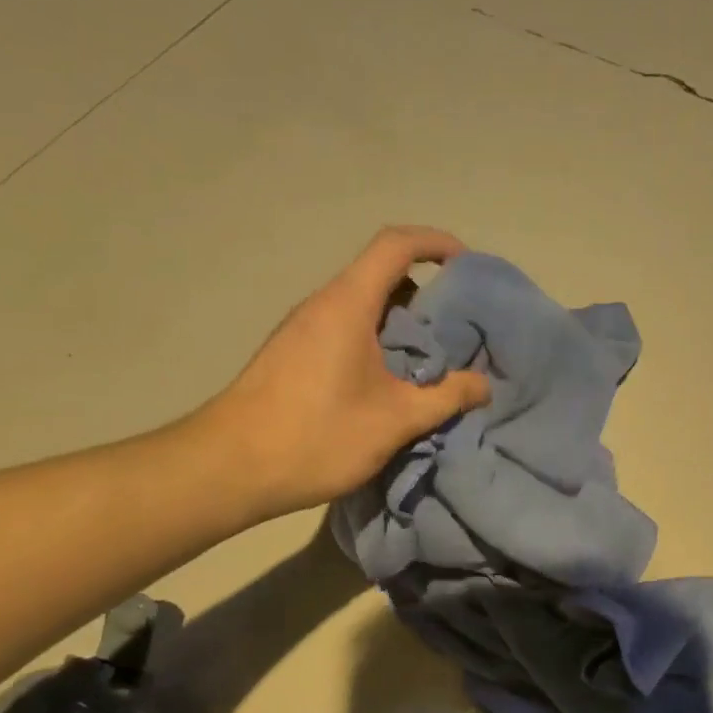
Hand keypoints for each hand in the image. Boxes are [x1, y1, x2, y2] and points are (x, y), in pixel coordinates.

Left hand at [195, 226, 491, 522]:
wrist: (228, 469)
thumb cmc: (317, 435)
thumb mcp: (396, 420)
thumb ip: (446, 397)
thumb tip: (484, 384)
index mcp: (348, 304)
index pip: (395, 246)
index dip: (436, 243)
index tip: (467, 266)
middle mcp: (323, 305)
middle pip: (381, 275)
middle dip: (427, 294)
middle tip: (460, 329)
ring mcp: (303, 330)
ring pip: (364, 306)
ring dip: (403, 324)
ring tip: (434, 361)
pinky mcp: (293, 355)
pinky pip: (346, 330)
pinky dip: (379, 342)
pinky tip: (393, 384)